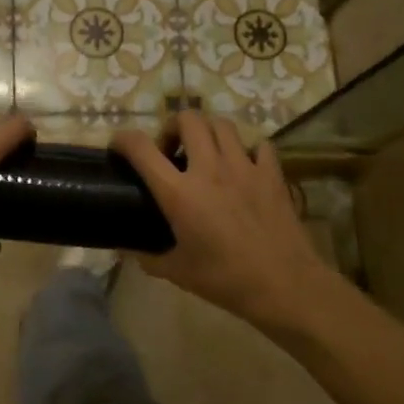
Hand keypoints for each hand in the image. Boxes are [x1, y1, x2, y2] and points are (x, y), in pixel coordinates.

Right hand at [112, 112, 327, 326]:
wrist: (284, 285)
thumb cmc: (225, 280)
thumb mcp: (178, 272)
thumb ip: (148, 258)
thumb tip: (126, 250)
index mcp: (179, 193)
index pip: (141, 148)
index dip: (123, 139)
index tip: (119, 146)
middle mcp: (209, 169)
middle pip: (187, 119)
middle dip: (173, 126)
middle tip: (172, 151)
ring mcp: (244, 167)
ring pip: (222, 124)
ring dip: (208, 132)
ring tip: (206, 153)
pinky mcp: (271, 173)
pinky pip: (259, 145)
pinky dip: (247, 149)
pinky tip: (244, 167)